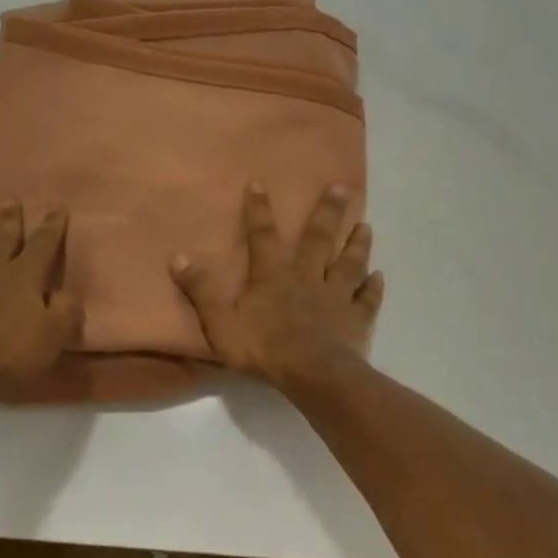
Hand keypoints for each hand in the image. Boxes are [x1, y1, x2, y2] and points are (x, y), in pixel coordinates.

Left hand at [0, 203, 81, 393]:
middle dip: (9, 221)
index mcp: (24, 276)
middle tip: (9, 201)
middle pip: (3, 240)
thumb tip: (68, 294)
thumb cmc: (10, 351)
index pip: (43, 244)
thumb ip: (65, 312)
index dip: (52, 226)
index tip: (57, 207)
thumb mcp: (53, 335)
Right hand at [170, 183, 383, 388]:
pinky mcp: (356, 319)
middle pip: (319, 238)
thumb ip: (201, 290)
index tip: (259, 182)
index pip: (263, 235)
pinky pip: (367, 299)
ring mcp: (337, 296)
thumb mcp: (220, 322)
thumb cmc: (264, 348)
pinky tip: (379, 277)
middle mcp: (308, 276)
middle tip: (342, 187)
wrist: (313, 374)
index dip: (259, 209)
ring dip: (357, 244)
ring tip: (366, 226)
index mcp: (274, 275)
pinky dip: (374, 287)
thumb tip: (177, 256)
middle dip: (328, 212)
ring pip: (349, 263)